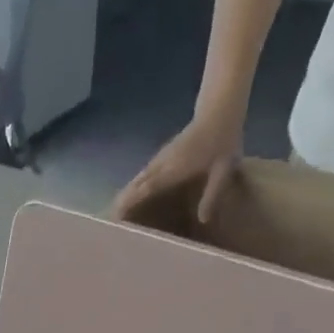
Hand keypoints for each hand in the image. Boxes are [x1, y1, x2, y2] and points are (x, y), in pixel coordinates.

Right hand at [110, 116, 242, 224]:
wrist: (219, 110)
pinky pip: (142, 176)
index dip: (130, 202)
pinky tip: (130, 197)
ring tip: (115, 214)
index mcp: (174, 169)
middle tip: (110, 222)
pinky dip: (134, 188)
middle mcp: (161, 165)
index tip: (116, 216)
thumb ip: (212, 194)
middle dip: (122, 202)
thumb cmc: (223, 140)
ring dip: (125, 195)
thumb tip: (203, 220)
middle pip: (136, 185)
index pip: (146, 188)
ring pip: (137, 180)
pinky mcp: (161, 157)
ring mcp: (159, 159)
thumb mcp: (223, 169)